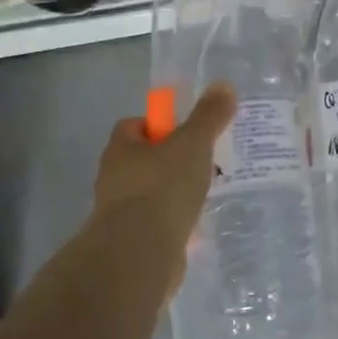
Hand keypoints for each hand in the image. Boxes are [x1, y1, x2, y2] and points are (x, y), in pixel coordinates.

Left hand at [88, 83, 236, 290]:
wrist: (140, 253)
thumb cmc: (163, 187)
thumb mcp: (193, 143)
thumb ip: (209, 116)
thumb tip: (224, 85)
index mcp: (121, 149)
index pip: (133, 126)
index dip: (158, 126)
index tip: (185, 132)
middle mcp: (113, 178)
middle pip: (142, 160)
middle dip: (170, 161)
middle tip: (202, 162)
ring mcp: (119, 213)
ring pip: (150, 194)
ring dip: (172, 194)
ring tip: (204, 195)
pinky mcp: (131, 243)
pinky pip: (156, 224)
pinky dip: (174, 223)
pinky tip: (197, 227)